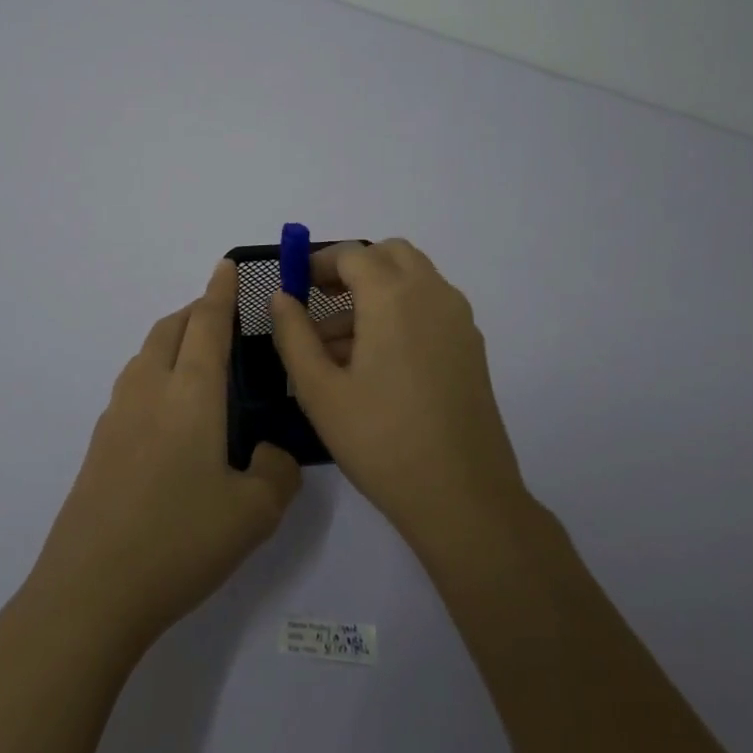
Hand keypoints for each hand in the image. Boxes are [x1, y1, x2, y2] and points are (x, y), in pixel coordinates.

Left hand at [27, 260, 301, 650]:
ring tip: (198, 358)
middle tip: (222, 315)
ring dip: (172, 339)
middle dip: (195, 310)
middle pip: (170, 328)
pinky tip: (170, 411)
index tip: (224, 266)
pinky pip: (133, 384)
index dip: (219, 292)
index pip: (207, 324)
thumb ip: (277, 473)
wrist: (91, 588)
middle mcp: (150, 390)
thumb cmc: (180, 540)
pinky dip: (156, 371)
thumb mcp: (254, 513)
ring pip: (147, 354)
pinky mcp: (100, 443)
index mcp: (190, 393)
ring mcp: (117, 415)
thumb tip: (271, 454)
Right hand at [270, 239, 527, 554]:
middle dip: (352, 268)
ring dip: (375, 291)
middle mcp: (433, 295)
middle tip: (320, 300)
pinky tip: (375, 363)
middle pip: (390, 254)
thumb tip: (281, 297)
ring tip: (337, 347)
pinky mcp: (471, 347)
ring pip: (413, 280)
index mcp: (394, 297)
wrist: (463, 498)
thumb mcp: (319, 390)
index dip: (318, 263)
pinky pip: (430, 307)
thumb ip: (293, 334)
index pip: (352, 255)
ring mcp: (459, 320)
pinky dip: (400, 311)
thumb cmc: (381, 441)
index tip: (295, 286)